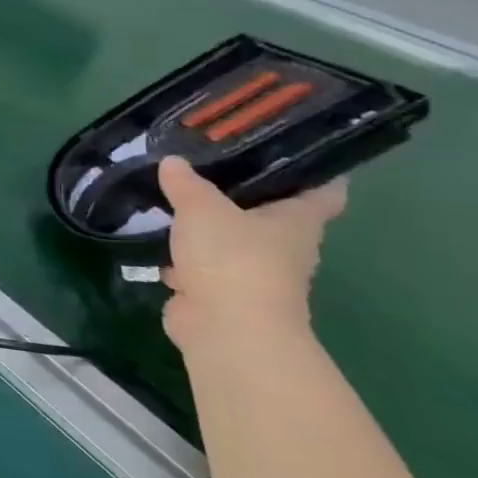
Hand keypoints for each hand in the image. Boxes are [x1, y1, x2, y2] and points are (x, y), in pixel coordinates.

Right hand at [157, 156, 346, 358]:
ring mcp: (251, 272)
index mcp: (297, 222)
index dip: (312, 169)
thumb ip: (186, 184)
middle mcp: (283, 246)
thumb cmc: (232, 259)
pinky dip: (180, 255)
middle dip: (240, 194)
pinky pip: (200, 264)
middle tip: (205, 166)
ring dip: (205, 225)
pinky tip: (154, 238)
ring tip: (170, 198)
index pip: (323, 190)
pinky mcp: (218, 291)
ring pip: (229, 239)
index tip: (289, 149)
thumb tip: (172, 161)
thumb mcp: (203, 209)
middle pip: (269, 213)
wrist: (225, 327)